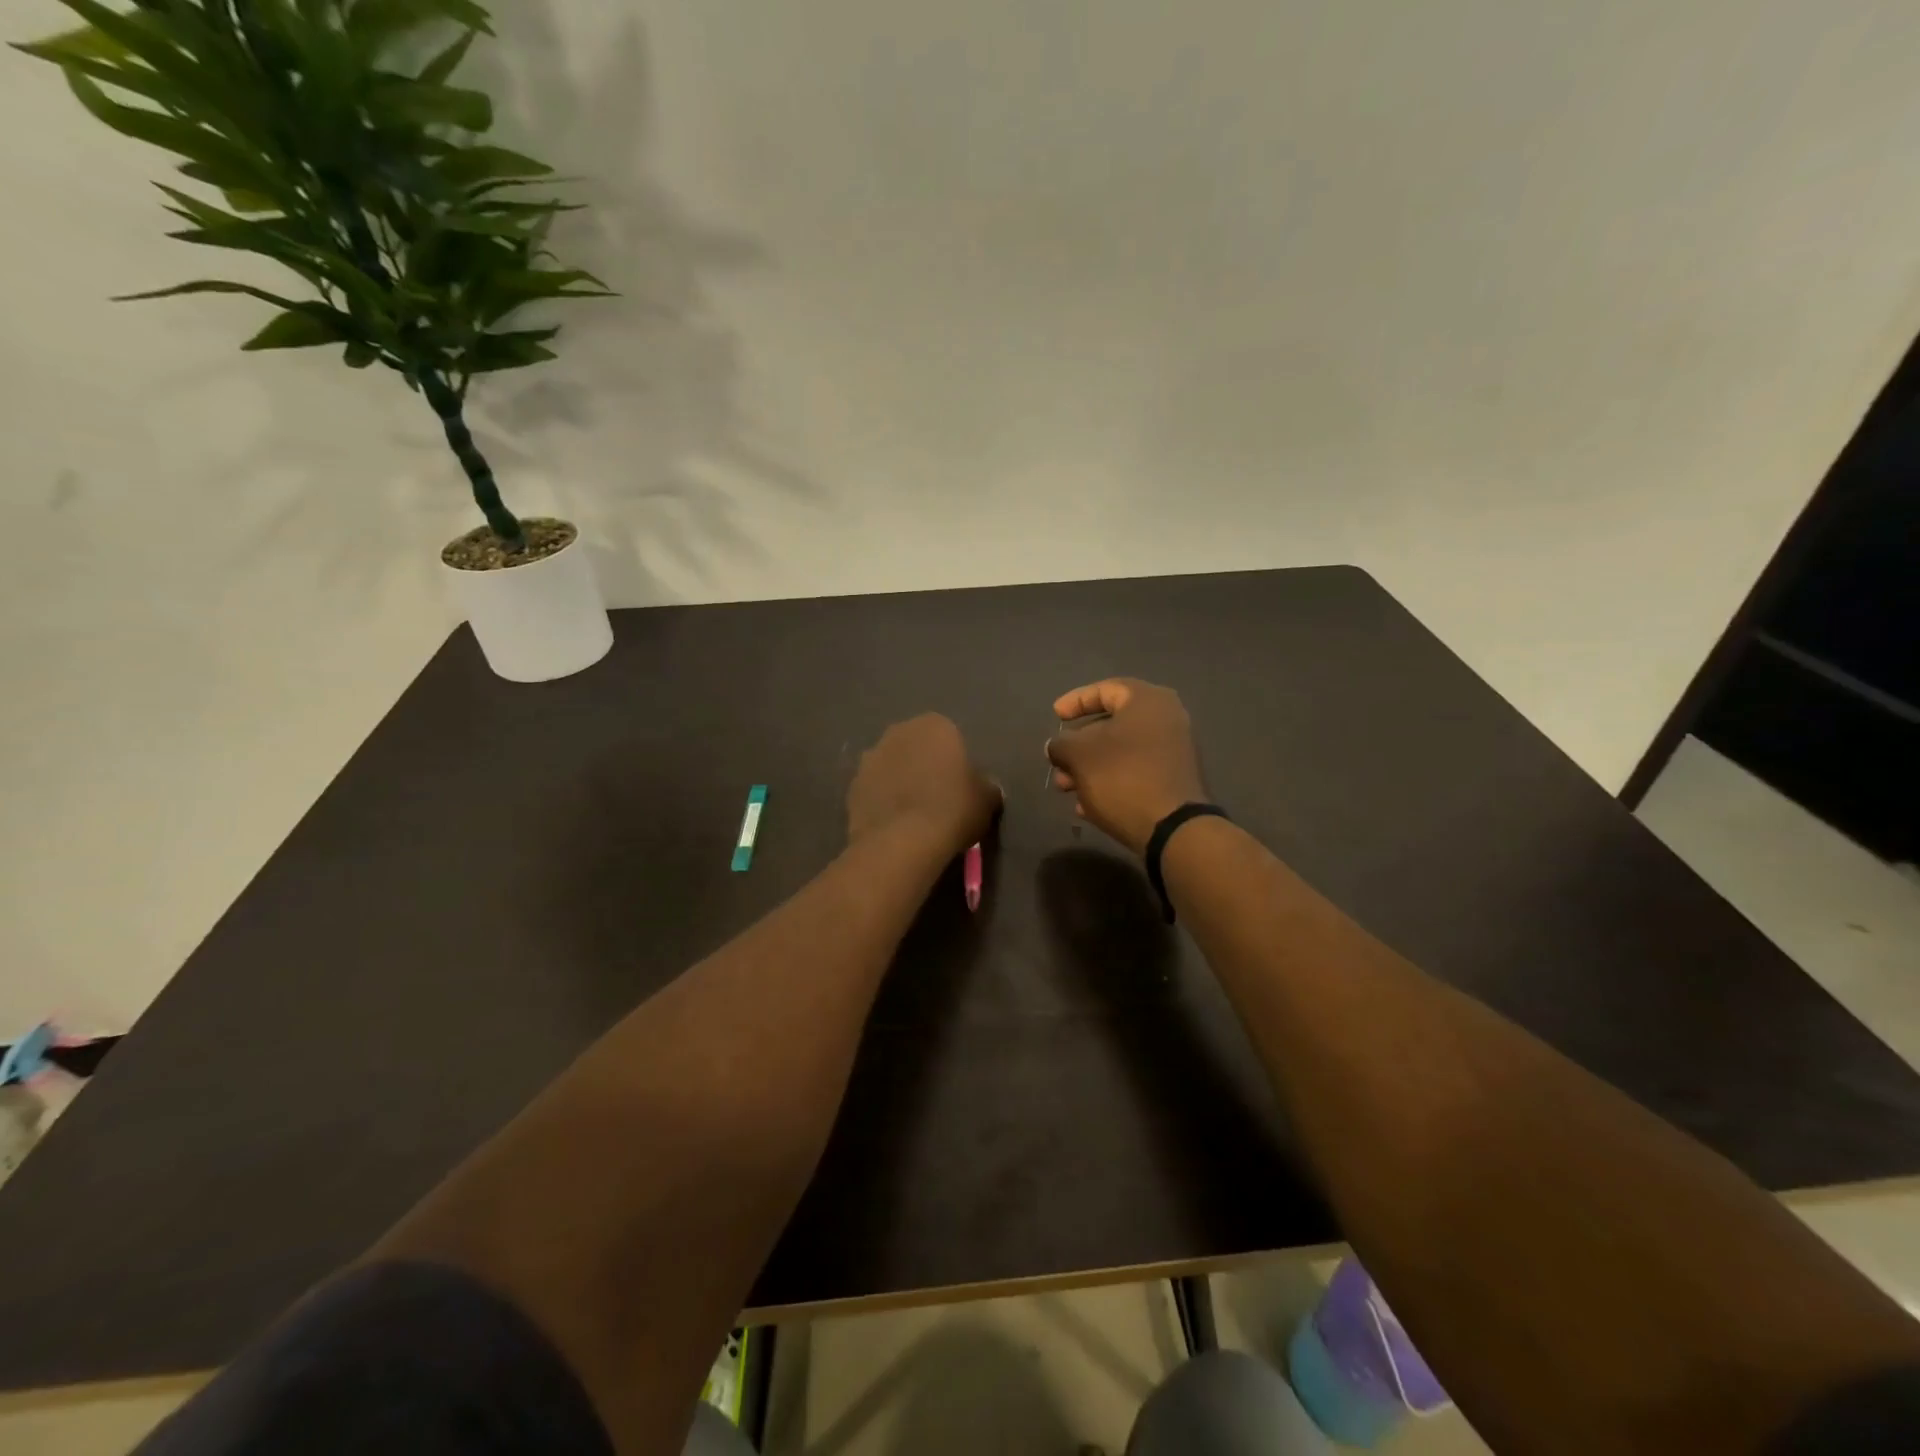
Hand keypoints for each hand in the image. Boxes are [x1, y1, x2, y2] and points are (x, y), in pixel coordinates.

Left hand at [848, 714, 1000, 858]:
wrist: (904, 840)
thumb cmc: (954, 809)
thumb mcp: (987, 798)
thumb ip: (985, 785)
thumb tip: (983, 787)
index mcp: (935, 725)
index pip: (949, 737)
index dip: (954, 762)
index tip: (960, 786)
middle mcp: (898, 732)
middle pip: (915, 748)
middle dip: (923, 766)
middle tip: (937, 798)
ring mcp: (870, 758)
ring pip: (891, 768)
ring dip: (899, 782)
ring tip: (913, 815)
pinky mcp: (852, 786)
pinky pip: (874, 791)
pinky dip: (882, 802)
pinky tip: (894, 825)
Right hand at [1046, 678, 1206, 855]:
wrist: (1172, 829)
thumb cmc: (1122, 777)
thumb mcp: (1079, 755)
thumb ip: (1061, 743)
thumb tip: (1055, 746)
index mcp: (1148, 701)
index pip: (1106, 689)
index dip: (1076, 700)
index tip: (1055, 715)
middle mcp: (1166, 720)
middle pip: (1112, 724)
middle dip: (1078, 744)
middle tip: (1056, 761)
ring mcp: (1173, 752)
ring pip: (1120, 752)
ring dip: (1089, 768)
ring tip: (1065, 788)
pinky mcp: (1173, 782)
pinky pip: (1134, 773)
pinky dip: (1109, 782)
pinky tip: (1086, 806)